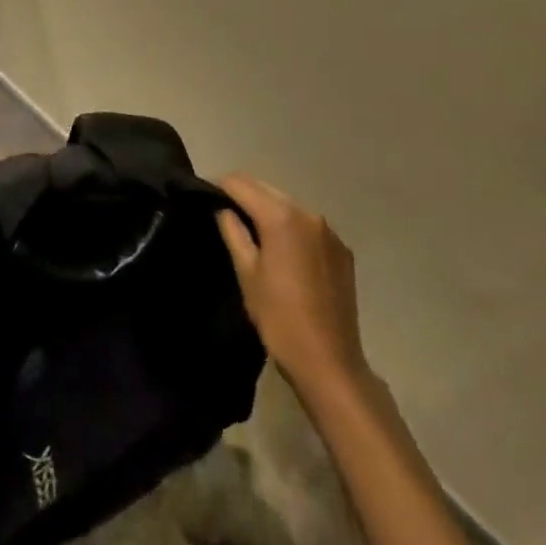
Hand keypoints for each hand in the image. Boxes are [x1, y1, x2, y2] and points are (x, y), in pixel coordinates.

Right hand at [215, 174, 370, 403]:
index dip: (218, 186)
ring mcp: (330, 232)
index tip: (203, 197)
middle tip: (221, 213)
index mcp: (281, 217)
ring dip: (267, 210)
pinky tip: (281, 251)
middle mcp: (309, 214)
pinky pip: (308, 226)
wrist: (329, 361)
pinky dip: (290, 227)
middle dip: (243, 195)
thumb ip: (232, 231)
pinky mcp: (342, 251)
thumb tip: (222, 208)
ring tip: (249, 231)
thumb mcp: (246, 272)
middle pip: (266, 189)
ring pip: (288, 205)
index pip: (241, 183)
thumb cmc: (279, 317)